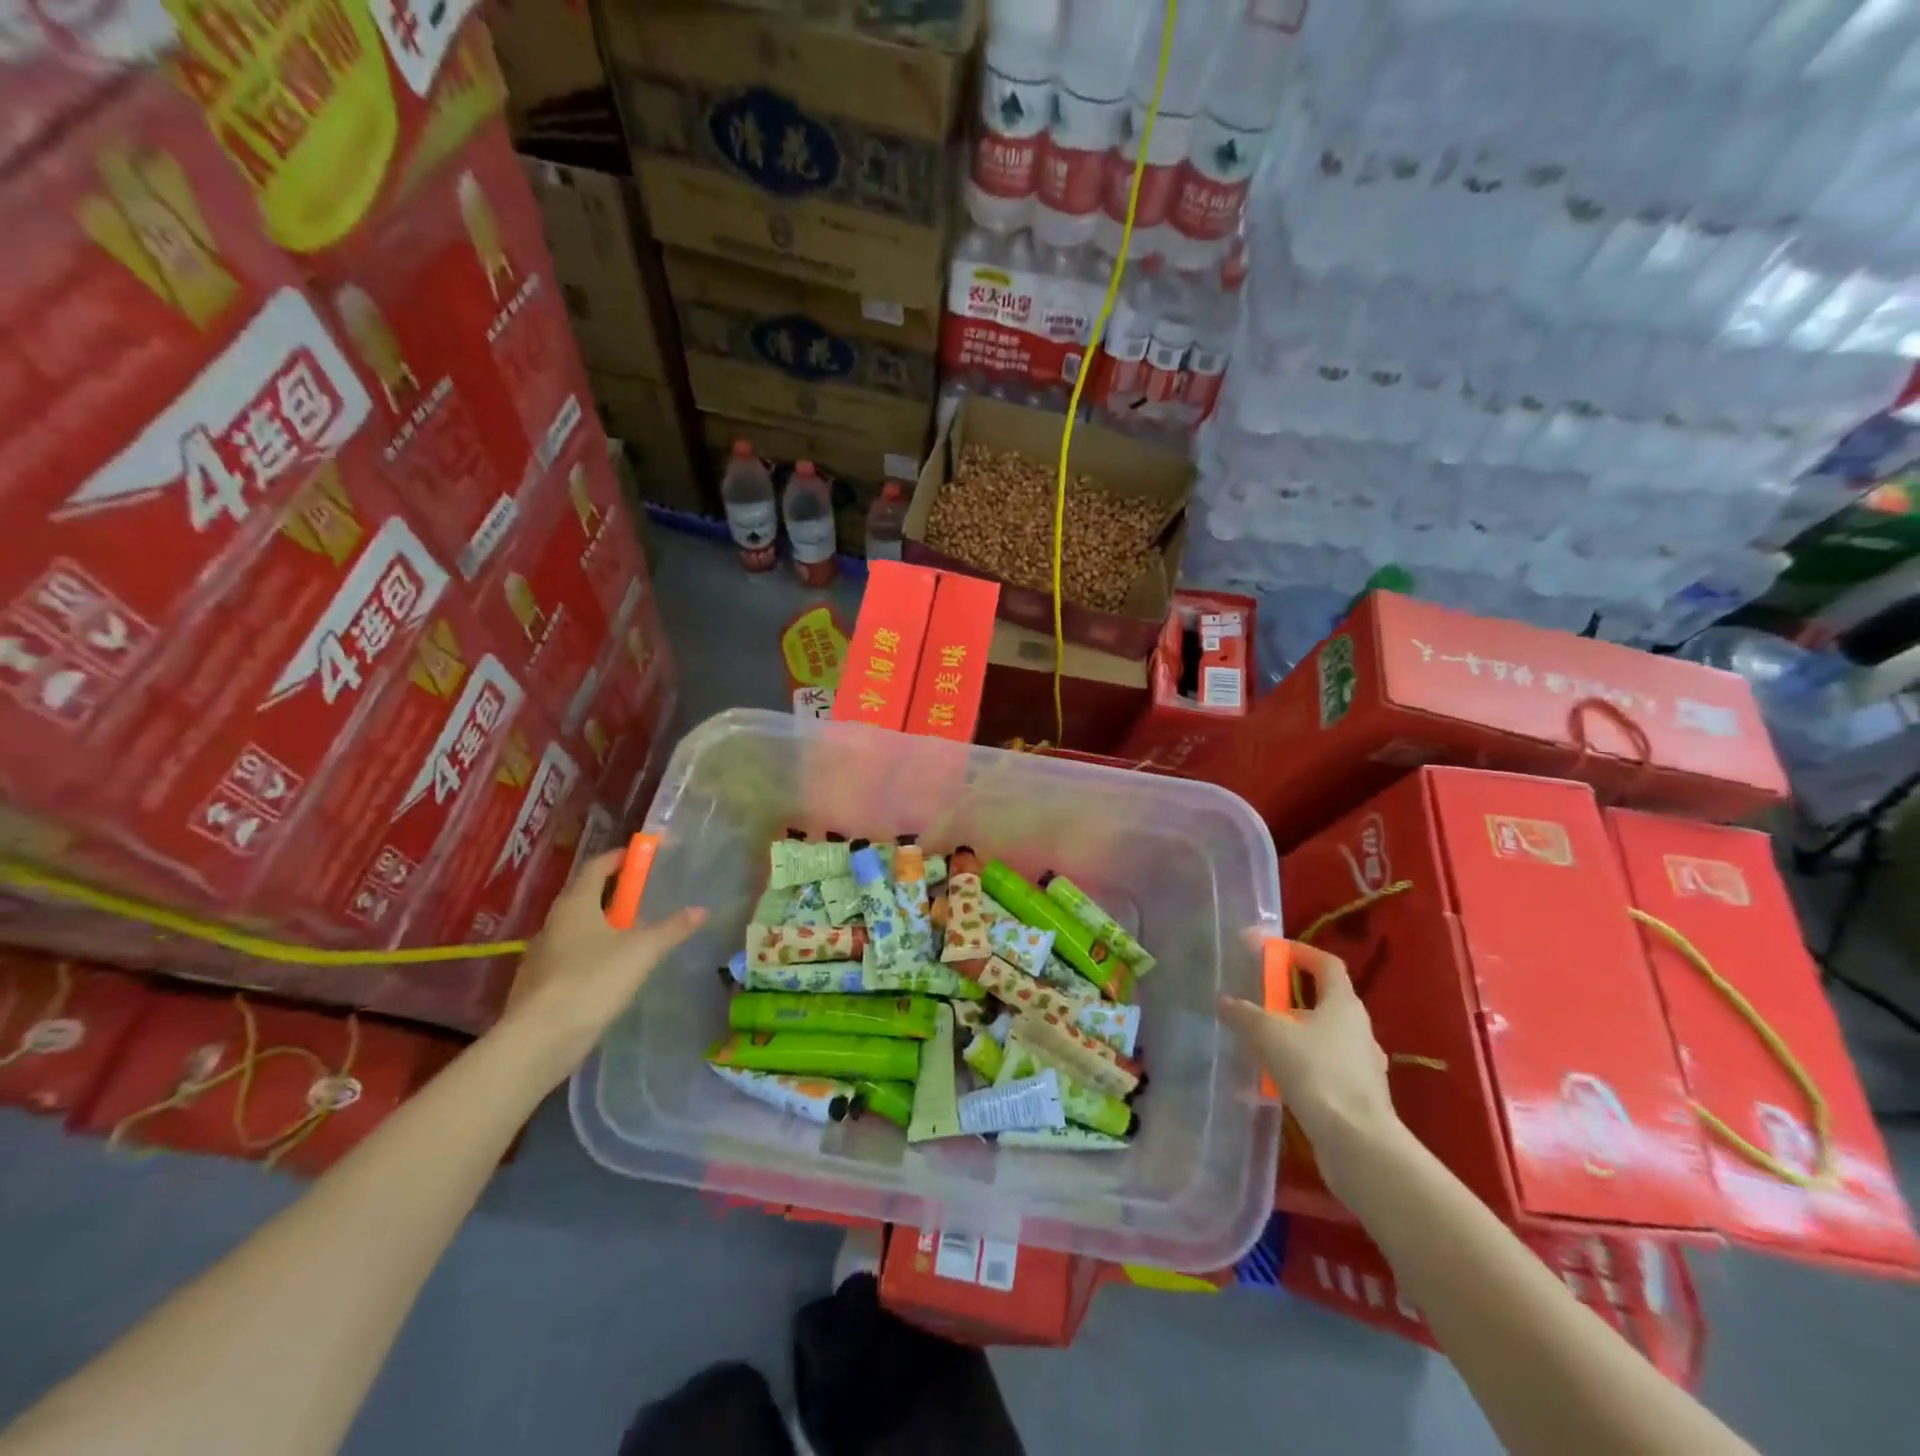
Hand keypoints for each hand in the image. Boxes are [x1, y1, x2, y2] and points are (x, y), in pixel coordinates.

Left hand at [496, 850, 706, 1079]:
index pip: (597, 866)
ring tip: (634, 936)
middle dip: (615, 893)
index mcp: (576, 903)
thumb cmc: (593, 979)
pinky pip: (571, 956)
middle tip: (645, 897)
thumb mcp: (642, 951)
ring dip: (603, 926)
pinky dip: (592, 954)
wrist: (541, 1038)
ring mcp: (543, 954)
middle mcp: (554, 922)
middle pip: (586, 896)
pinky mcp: (540, 984)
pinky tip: (611, 972)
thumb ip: (672, 928)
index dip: (620, 858)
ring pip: (578, 928)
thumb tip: (701, 910)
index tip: (642, 856)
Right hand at [1217, 943, 1403, 1194]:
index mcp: (1344, 1004)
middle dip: (1289, 998)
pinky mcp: (1356, 1096)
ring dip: (1292, 1035)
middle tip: (1257, 1000)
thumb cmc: (1316, 1073)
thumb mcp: (1269, 1035)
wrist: (1358, 1144)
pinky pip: (1323, 1069)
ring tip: (1260, 1043)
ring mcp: (1361, 1065)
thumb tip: (1225, 1001)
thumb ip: (1244, 1014)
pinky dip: (1299, 1068)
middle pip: (1323, 1001)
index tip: (1273, 950)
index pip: (1326, 964)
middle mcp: (1358, 1029)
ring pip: (1322, 1037)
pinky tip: (1274, 1082)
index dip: (1301, 952)